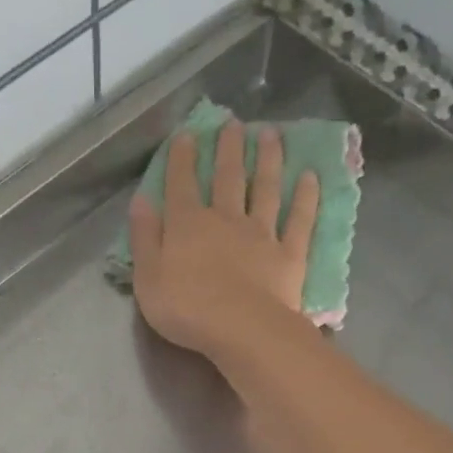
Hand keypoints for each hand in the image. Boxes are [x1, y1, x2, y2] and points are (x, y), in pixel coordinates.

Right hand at [129, 120, 320, 357]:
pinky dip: (306, 198)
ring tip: (271, 134)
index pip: (182, 183)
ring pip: (266, 189)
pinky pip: (299, 221)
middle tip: (234, 123)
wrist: (241, 330)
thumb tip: (141, 201)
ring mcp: (261, 234)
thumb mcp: (148, 278)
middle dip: (229, 148)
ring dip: (268, 160)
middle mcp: (226, 220)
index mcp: (187, 225)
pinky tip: (310, 177)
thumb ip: (144, 238)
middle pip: (228, 178)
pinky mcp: (289, 254)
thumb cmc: (186, 308)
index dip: (182, 158)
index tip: (187, 134)